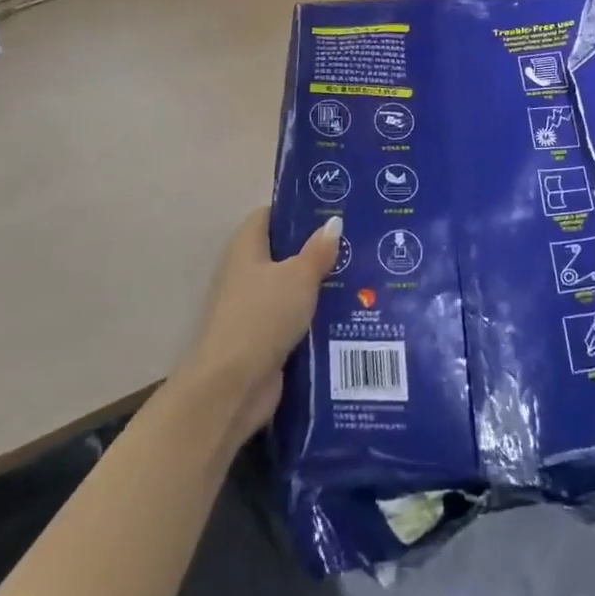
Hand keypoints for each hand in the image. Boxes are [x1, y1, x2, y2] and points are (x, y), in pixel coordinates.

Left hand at [178, 210, 339, 443]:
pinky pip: (295, 319)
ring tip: (362, 277)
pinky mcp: (264, 340)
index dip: (296, 210)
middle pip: (283, 253)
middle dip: (317, 250)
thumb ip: (318, 250)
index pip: (268, 216)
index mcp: (247, 248)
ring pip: (292, 288)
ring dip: (320, 286)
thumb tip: (333, 221)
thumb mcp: (298, 277)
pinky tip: (350, 314)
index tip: (331, 209)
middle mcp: (246, 274)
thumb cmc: (263, 317)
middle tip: (356, 244)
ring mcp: (253, 309)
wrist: (232, 386)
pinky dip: (316, 317)